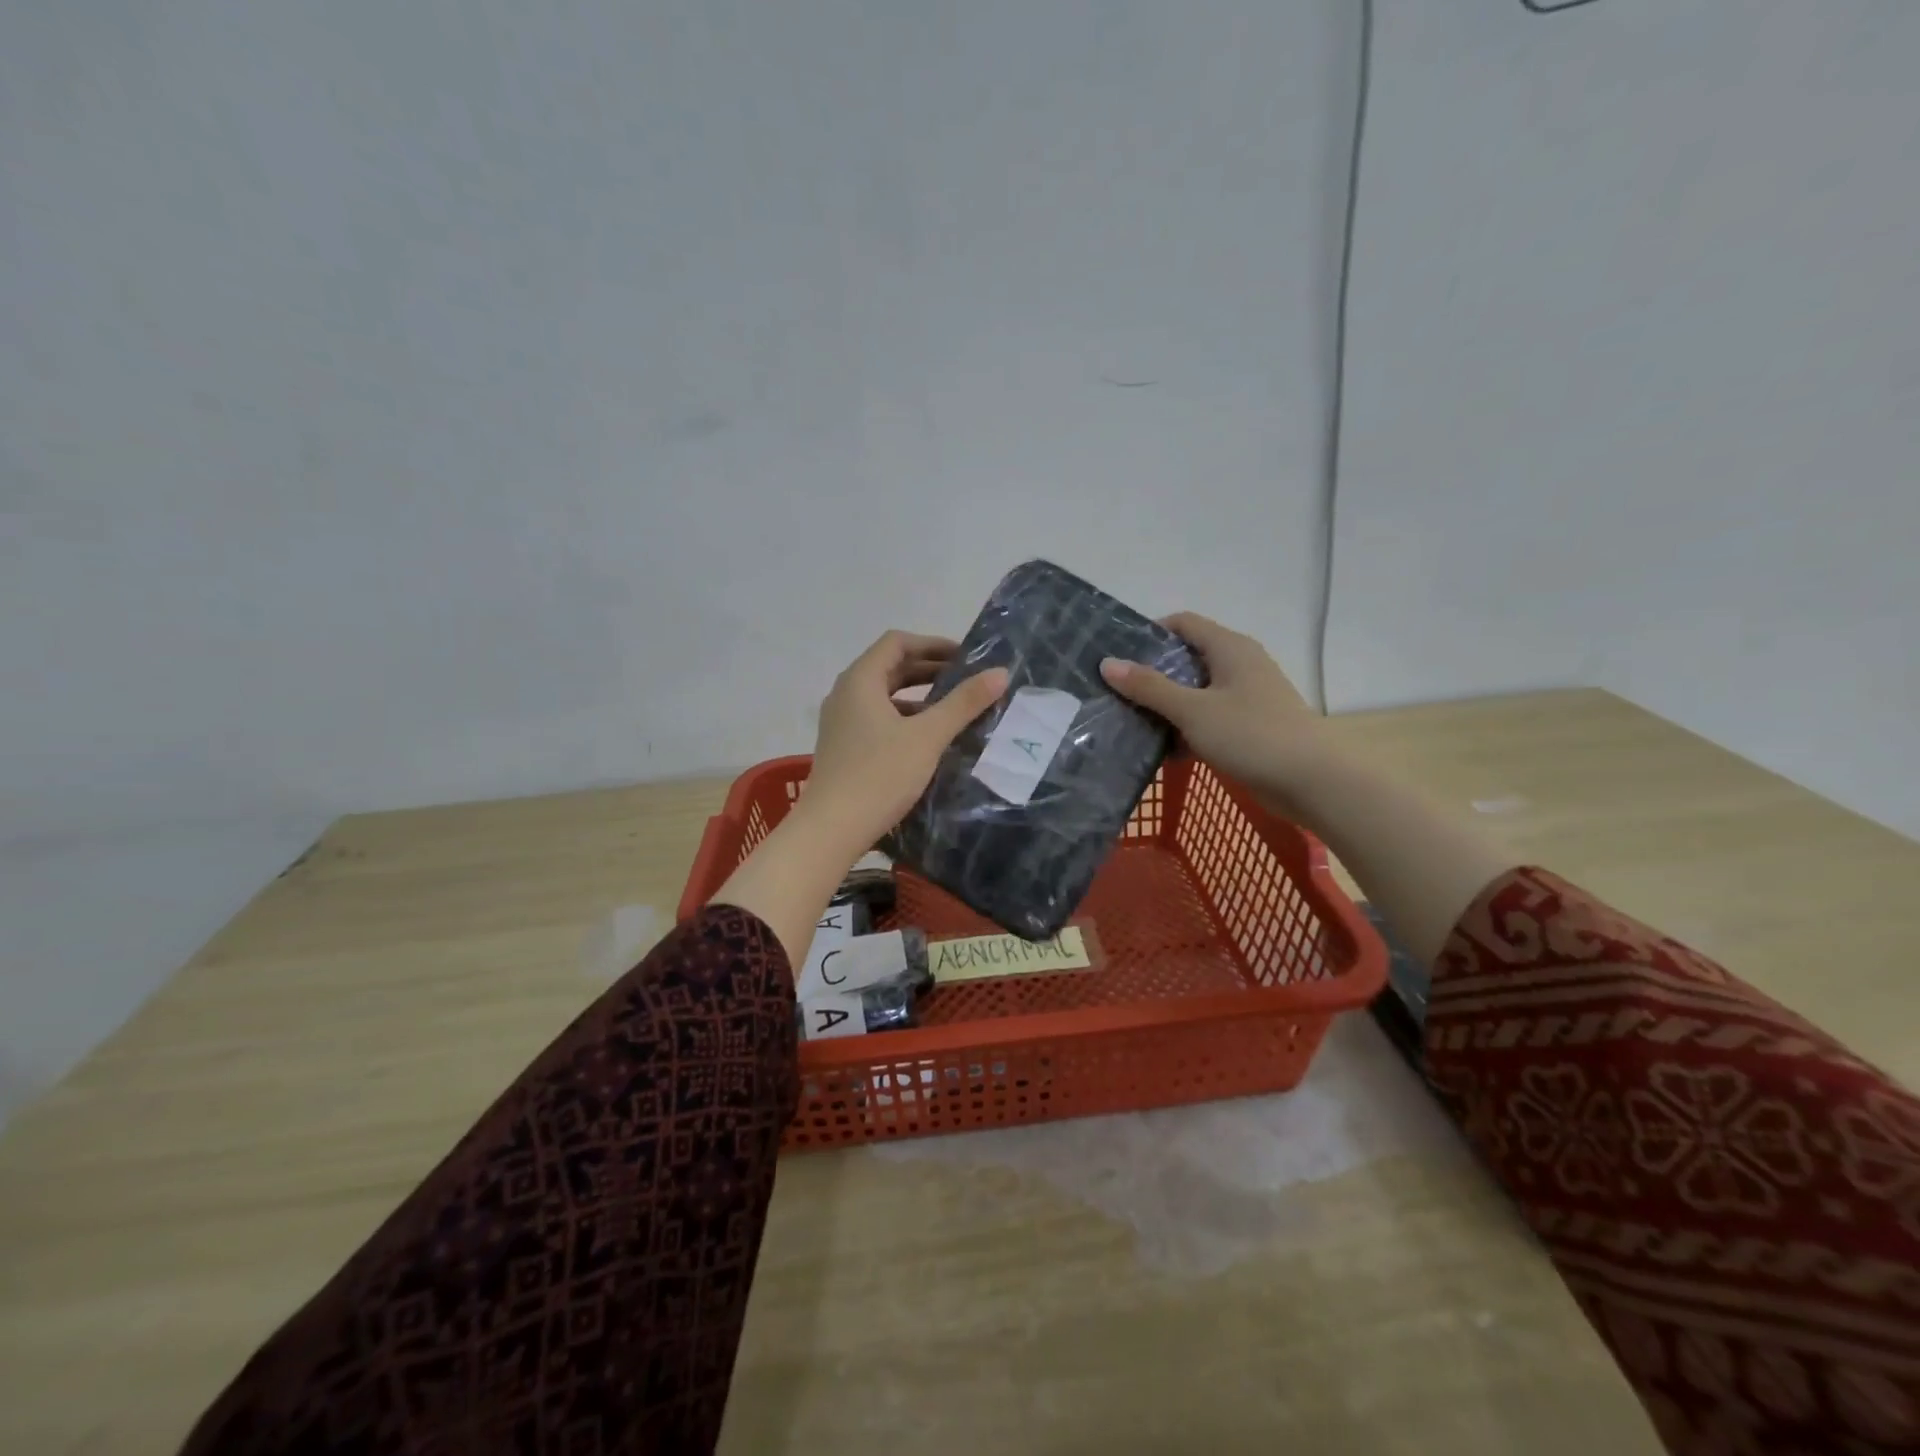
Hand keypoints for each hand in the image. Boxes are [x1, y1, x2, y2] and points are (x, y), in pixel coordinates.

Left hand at [799, 631, 1008, 853]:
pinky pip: (879, 719)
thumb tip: (1000, 672)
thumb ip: (963, 703)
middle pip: (890, 667)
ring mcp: (841, 722)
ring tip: (954, 710)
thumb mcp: (927, 737)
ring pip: (885, 696)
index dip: (933, 644)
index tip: (965, 658)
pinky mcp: (844, 747)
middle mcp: (846, 694)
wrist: (830, 830)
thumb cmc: (879, 775)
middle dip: (929, 670)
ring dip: (919, 697)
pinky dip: (905, 719)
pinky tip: (928, 740)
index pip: (897, 643)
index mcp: (860, 680)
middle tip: (966, 681)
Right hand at [1100, 612, 1329, 811]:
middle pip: (1188, 658)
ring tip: (1132, 721)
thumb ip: (1149, 687)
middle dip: (1153, 674)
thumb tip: (1108, 663)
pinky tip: (1165, 749)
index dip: (1150, 634)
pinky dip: (1187, 727)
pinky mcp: (1250, 726)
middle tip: (1117, 692)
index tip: (1118, 657)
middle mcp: (1240, 664)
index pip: (1183, 624)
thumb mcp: (1192, 710)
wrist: (1311, 781)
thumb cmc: (1251, 735)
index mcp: (1229, 648)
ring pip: (1197, 691)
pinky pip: (1209, 717)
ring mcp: (1247, 696)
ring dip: (1168, 705)